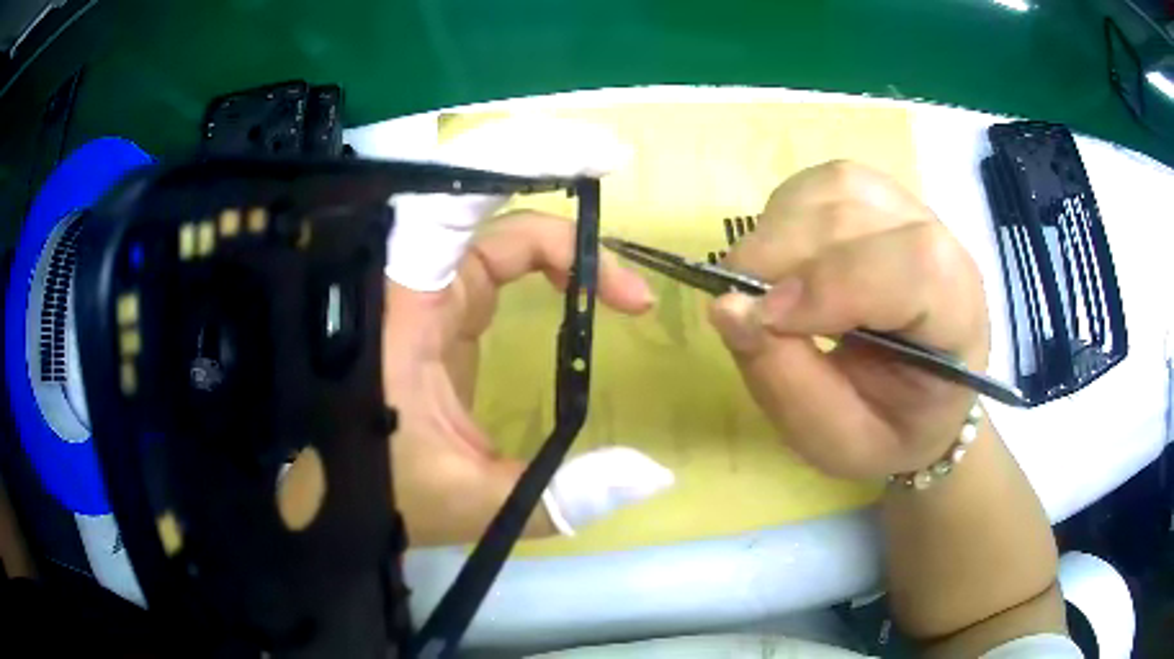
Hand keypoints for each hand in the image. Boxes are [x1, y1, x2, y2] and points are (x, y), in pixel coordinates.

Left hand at [380, 120, 671, 545]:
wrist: (335, 499)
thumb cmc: (381, 495)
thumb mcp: (473, 501)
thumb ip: (562, 495)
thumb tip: (655, 473)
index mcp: (402, 309)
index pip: (455, 203)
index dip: (523, 160)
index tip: (599, 162)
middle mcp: (411, 284)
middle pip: (488, 207)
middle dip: (555, 186)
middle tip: (620, 181)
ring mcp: (426, 293)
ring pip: (499, 236)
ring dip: (567, 249)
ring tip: (627, 295)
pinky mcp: (440, 311)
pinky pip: (497, 265)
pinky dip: (549, 269)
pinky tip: (585, 297)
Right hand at [709, 161, 989, 479]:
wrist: (919, 404)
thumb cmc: (887, 431)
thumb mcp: (838, 440)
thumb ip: (787, 381)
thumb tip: (724, 307)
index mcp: (957, 318)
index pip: (914, 265)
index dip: (833, 282)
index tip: (762, 320)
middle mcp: (944, 248)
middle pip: (859, 212)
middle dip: (782, 255)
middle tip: (740, 308)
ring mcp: (912, 214)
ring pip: (835, 187)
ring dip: (779, 231)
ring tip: (764, 287)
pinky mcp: (880, 200)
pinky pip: (823, 185)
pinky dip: (786, 215)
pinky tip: (786, 260)